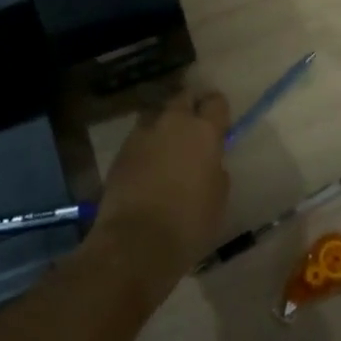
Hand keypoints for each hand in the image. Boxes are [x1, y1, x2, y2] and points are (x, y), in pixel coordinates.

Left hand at [91, 89, 231, 301]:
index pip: (216, 101)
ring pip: (157, 114)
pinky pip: (139, 137)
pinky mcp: (121, 151)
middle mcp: (173, 122)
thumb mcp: (218, 196)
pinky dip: (146, 144)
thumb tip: (208, 160)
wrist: (136, 243)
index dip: (218, 111)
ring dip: (164, 123)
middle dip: (190, 107)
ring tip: (167, 144)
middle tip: (194, 129)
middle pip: (183, 98)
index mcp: (204, 131)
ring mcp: (143, 134)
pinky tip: (148, 164)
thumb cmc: (189, 224)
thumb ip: (215, 168)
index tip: (219, 124)